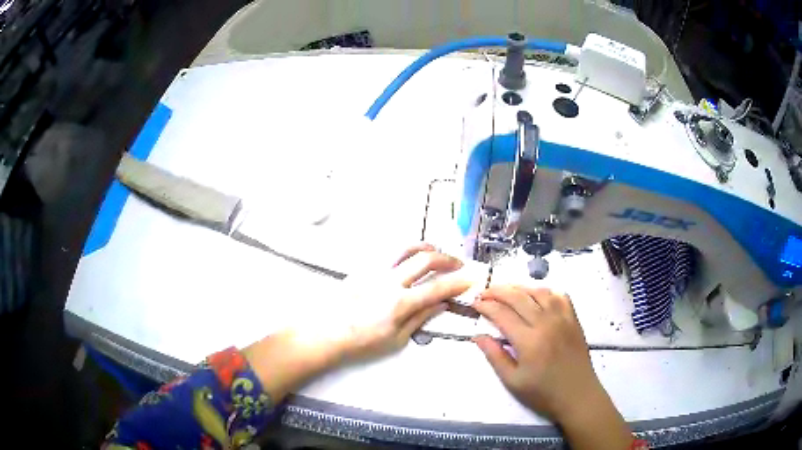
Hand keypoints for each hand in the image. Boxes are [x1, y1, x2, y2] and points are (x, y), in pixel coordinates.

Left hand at [340, 243, 470, 360]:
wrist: (327, 333)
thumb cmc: (361, 342)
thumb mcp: (396, 339)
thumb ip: (420, 318)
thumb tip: (440, 304)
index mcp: (399, 303)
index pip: (437, 287)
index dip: (458, 282)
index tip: (471, 278)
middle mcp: (389, 281)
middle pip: (425, 259)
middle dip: (447, 259)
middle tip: (458, 264)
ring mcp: (375, 271)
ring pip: (406, 248)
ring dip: (426, 247)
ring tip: (437, 252)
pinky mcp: (363, 267)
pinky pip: (389, 252)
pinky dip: (405, 251)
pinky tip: (410, 257)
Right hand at [472, 286, 596, 418]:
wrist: (577, 394)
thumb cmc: (542, 392)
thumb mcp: (512, 381)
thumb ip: (495, 356)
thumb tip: (478, 336)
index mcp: (528, 340)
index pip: (502, 314)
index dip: (486, 306)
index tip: (475, 303)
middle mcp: (546, 323)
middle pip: (518, 297)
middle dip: (498, 291)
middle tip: (484, 293)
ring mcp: (562, 318)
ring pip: (538, 292)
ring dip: (520, 288)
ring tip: (506, 291)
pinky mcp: (573, 319)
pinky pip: (559, 296)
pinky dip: (545, 291)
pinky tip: (536, 296)